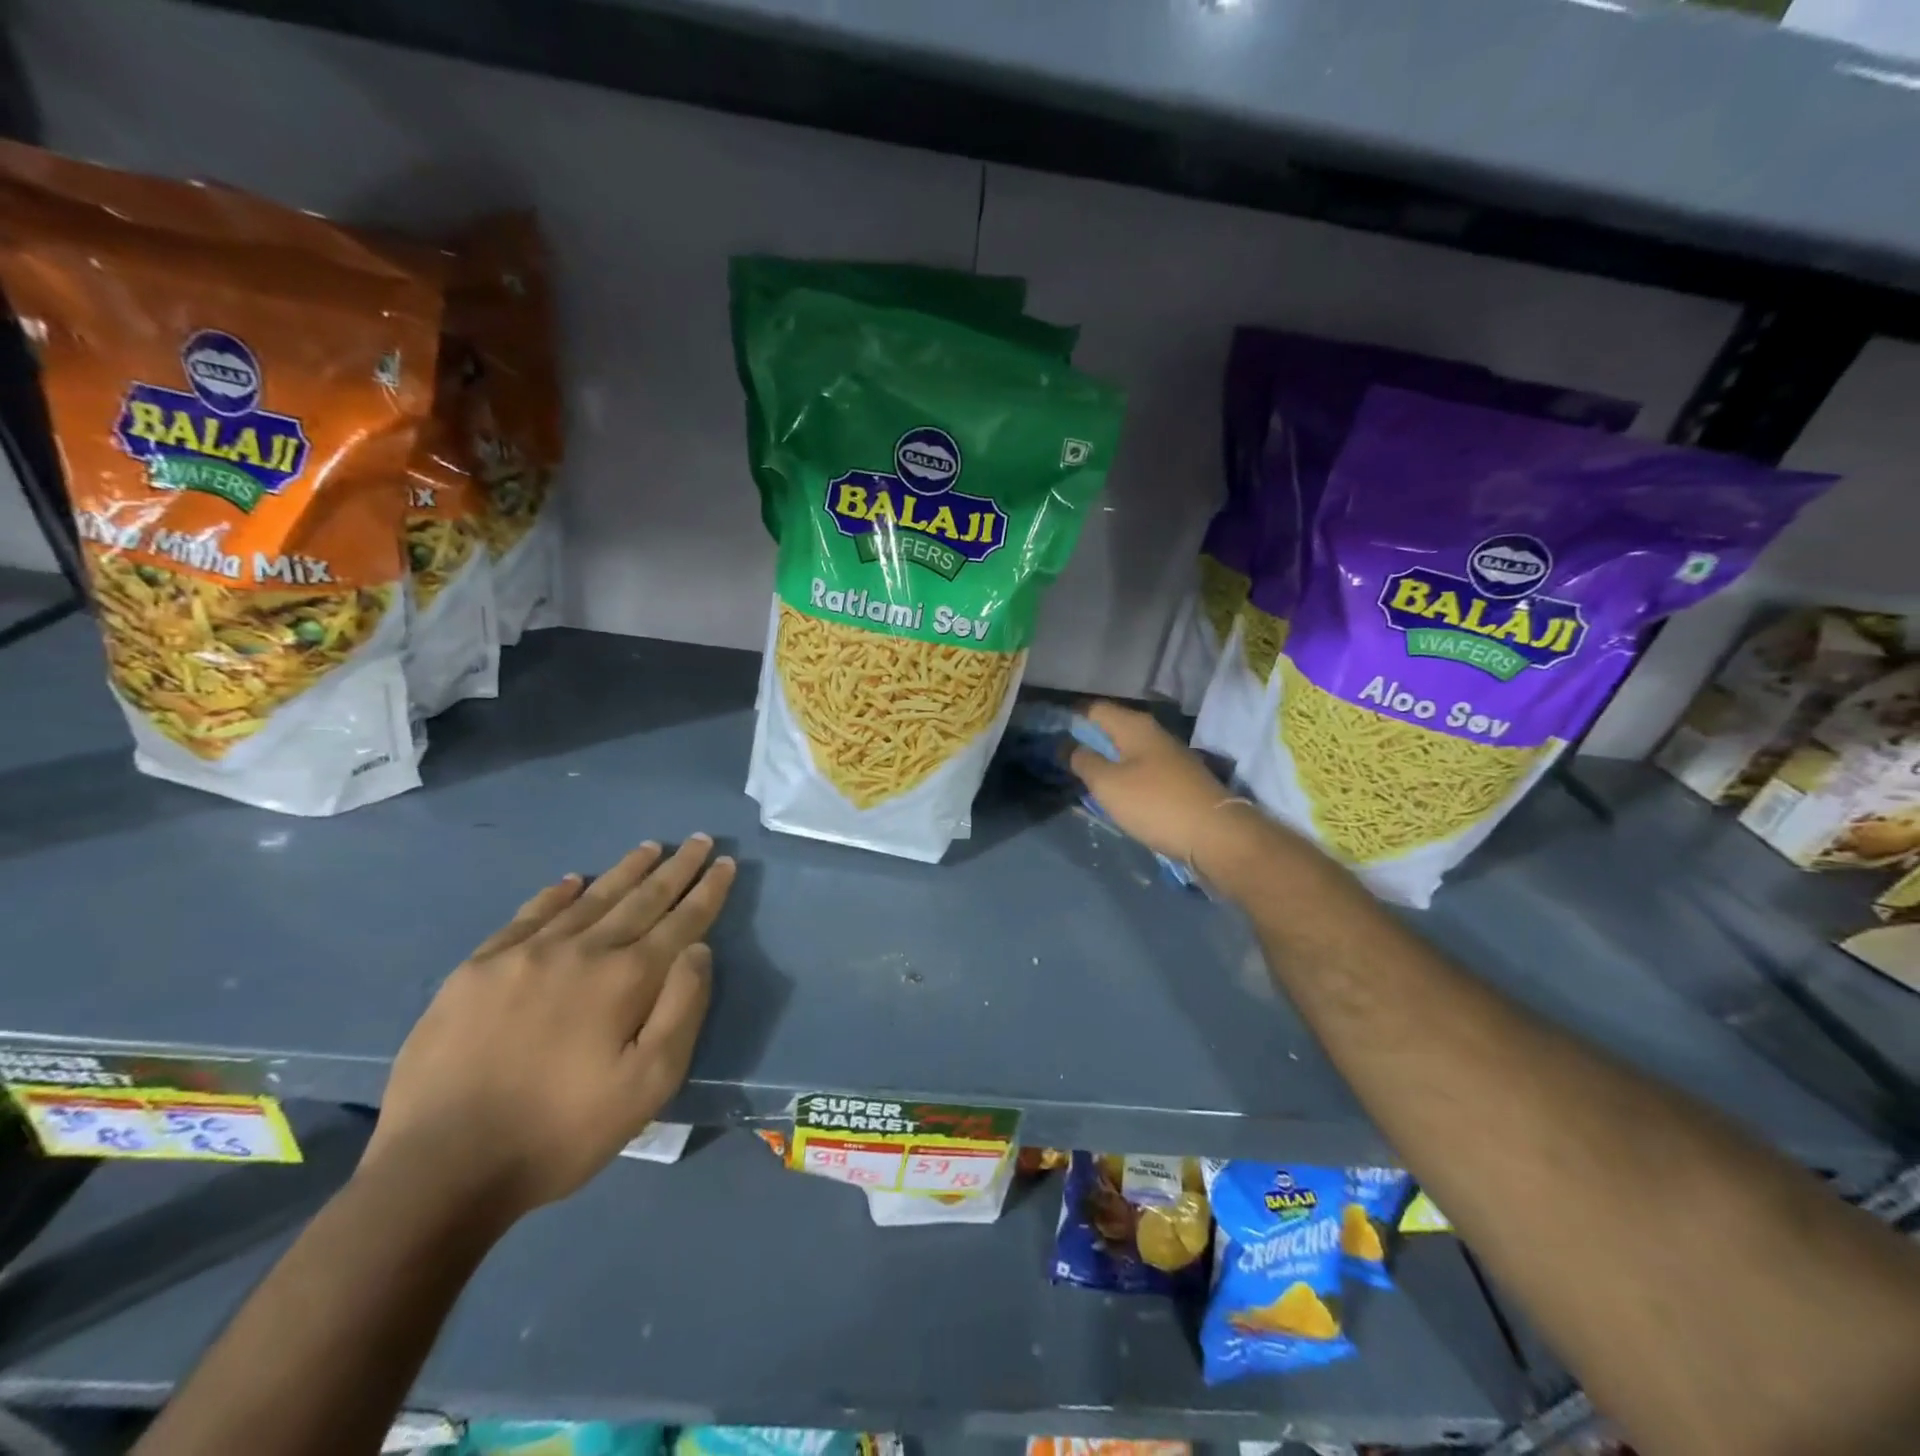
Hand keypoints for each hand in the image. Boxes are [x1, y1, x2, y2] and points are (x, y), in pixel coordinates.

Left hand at [362, 836, 736, 1221]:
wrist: (440, 1168)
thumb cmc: (561, 1132)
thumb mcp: (648, 1086)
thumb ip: (682, 1010)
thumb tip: (699, 950)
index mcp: (626, 979)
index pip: (681, 921)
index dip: (707, 891)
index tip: (726, 862)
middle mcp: (581, 951)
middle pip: (640, 899)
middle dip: (675, 868)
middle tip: (698, 839)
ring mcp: (524, 954)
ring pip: (589, 899)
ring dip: (625, 871)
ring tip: (649, 847)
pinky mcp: (477, 970)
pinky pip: (527, 916)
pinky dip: (556, 895)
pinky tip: (572, 882)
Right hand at [1069, 702, 1254, 870]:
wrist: (1216, 835)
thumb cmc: (1155, 803)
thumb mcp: (1108, 784)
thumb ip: (1083, 761)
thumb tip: (1065, 744)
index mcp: (1134, 726)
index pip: (1094, 708)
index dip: (1069, 717)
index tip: (1048, 733)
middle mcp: (1153, 733)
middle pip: (1112, 727)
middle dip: (1086, 739)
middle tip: (1059, 758)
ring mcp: (1169, 756)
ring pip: (1127, 749)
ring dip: (1105, 759)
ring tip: (1082, 777)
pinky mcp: (1178, 779)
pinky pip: (1142, 768)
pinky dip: (1124, 775)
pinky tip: (1115, 792)